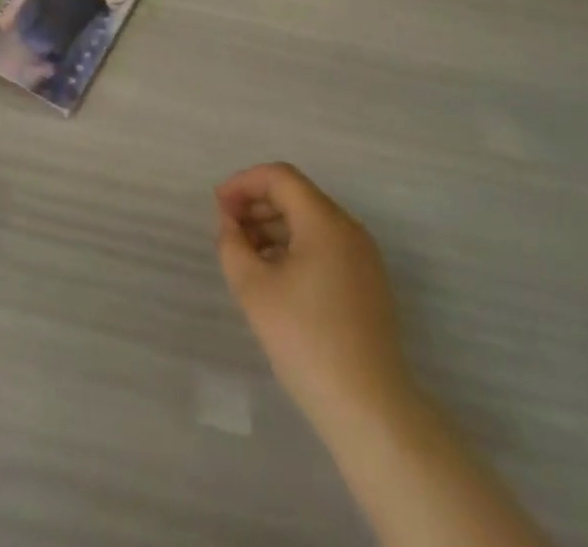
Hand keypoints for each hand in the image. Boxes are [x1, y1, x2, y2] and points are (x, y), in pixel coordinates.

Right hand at [216, 163, 413, 430]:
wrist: (370, 411)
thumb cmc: (306, 340)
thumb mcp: (254, 288)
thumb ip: (232, 244)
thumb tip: (230, 222)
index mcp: (325, 221)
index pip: (279, 177)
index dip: (244, 183)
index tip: (218, 207)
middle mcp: (349, 229)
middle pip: (296, 195)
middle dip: (257, 204)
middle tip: (227, 230)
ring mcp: (363, 257)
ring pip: (310, 221)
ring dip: (273, 226)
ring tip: (245, 255)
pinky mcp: (367, 283)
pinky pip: (325, 246)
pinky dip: (294, 247)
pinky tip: (273, 275)